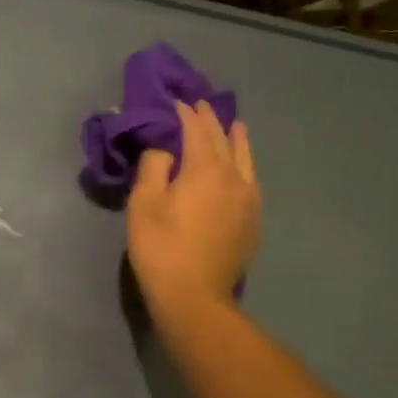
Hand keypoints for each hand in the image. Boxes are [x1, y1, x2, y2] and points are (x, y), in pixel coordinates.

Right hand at [127, 99, 260, 316]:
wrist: (195, 296)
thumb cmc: (161, 248)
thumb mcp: (143, 204)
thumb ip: (154, 167)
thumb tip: (165, 150)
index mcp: (205, 169)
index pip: (196, 130)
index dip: (186, 114)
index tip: (177, 101)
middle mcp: (234, 177)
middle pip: (224, 140)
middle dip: (210, 120)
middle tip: (201, 105)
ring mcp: (249, 200)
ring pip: (246, 159)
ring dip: (236, 138)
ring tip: (233, 125)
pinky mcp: (253, 220)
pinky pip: (251, 180)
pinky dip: (244, 164)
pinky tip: (241, 168)